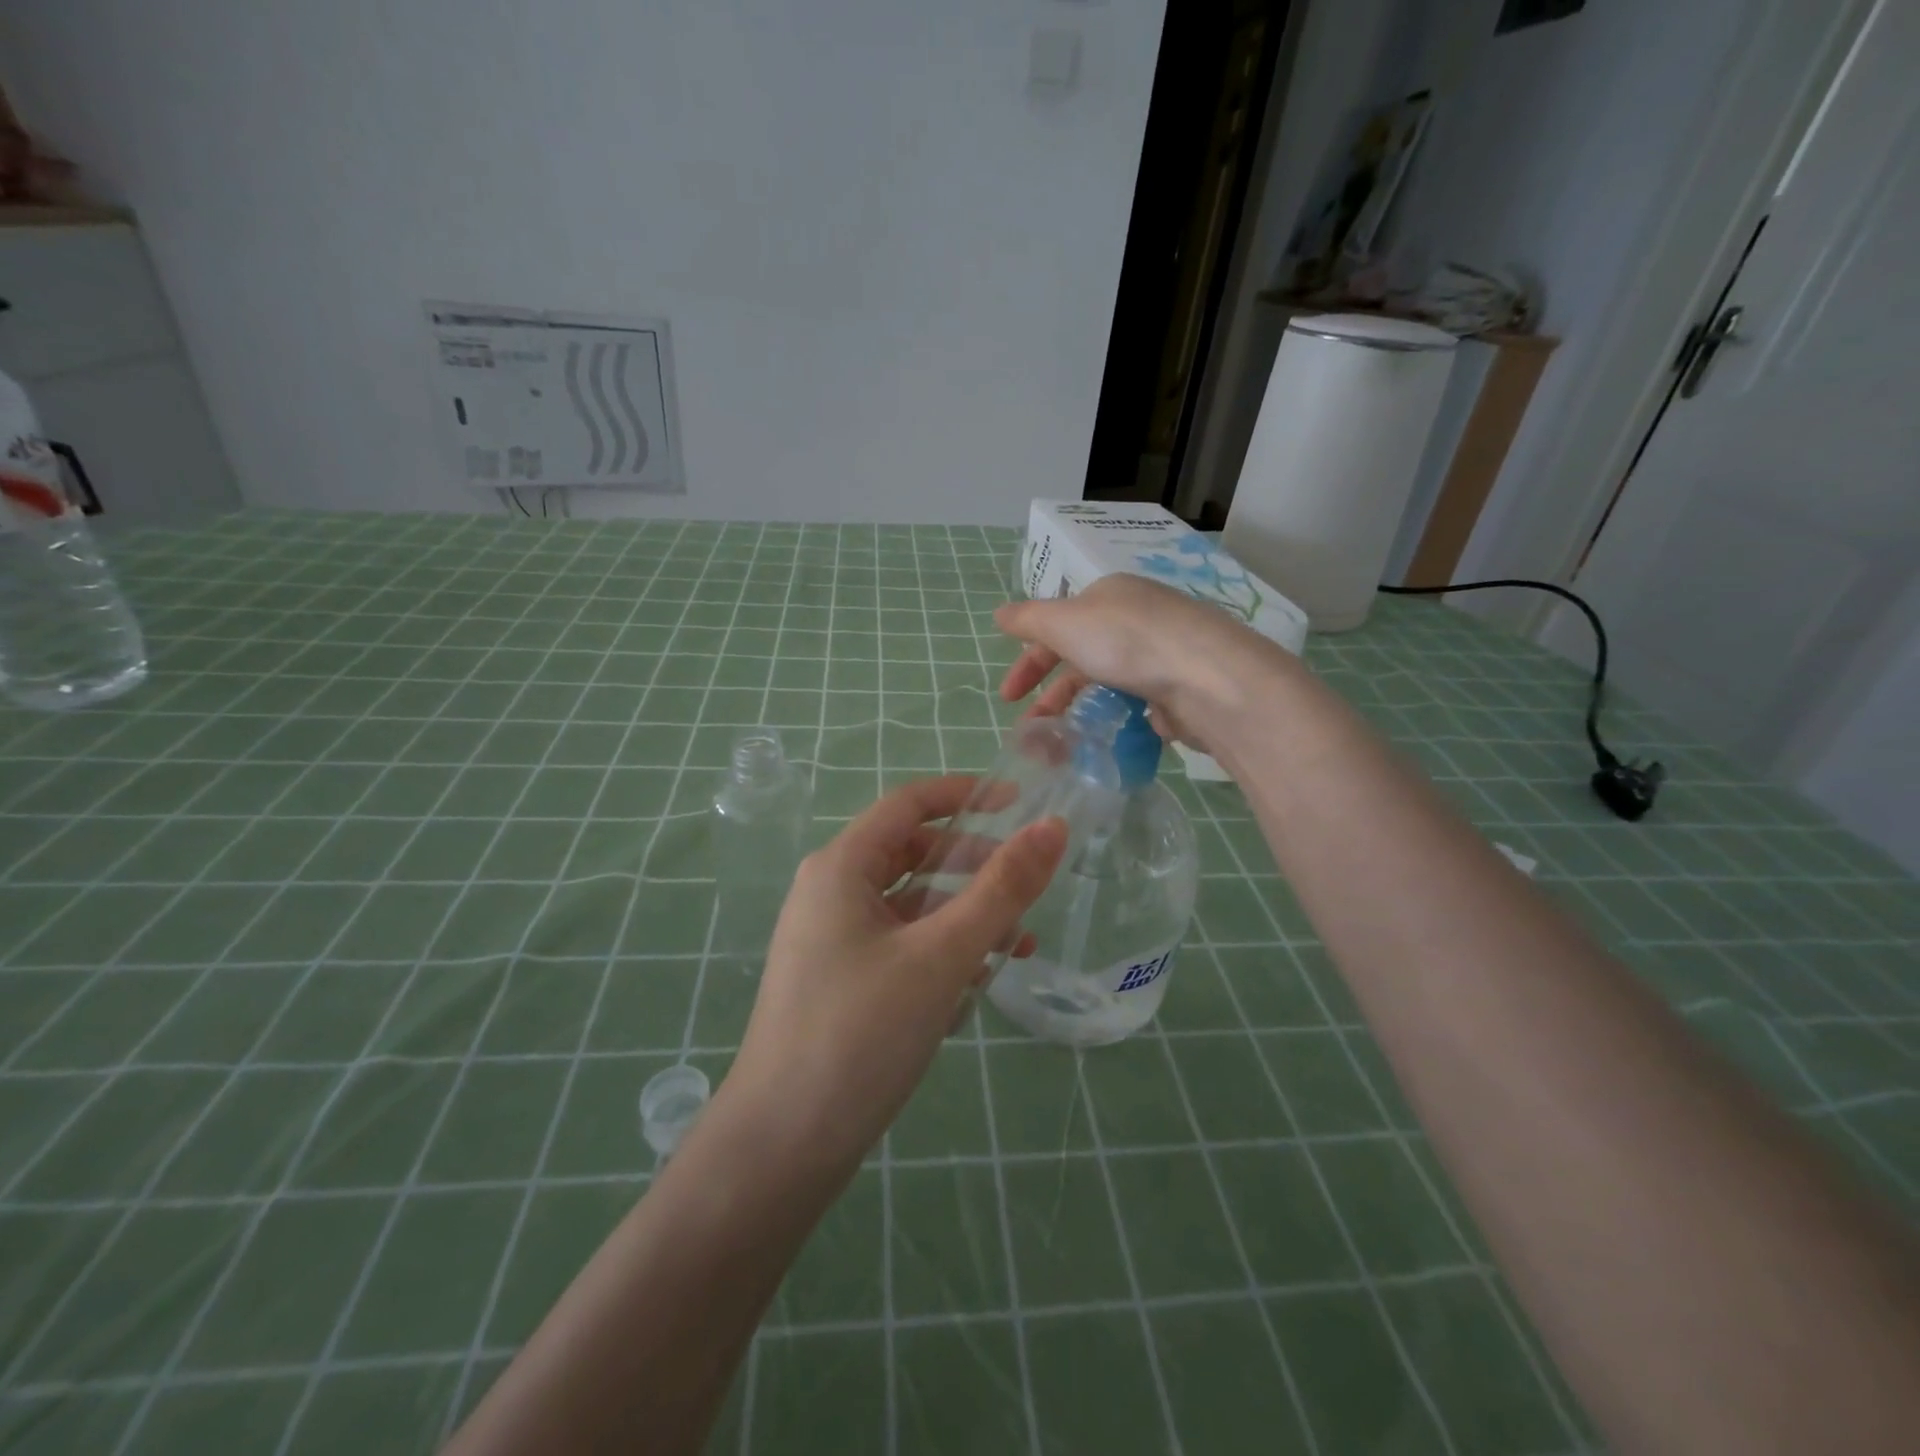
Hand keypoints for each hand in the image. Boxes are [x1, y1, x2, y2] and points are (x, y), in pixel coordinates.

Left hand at [726, 776, 1066, 1172]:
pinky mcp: (841, 981)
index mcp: (841, 867)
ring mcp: (832, 939)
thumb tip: (1053, 827)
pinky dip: (940, 951)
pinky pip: (900, 945)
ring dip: (964, 916)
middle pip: (912, 854)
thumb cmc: (861, 1033)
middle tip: (1026, 885)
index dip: (965, 794)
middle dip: (972, 865)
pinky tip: (977, 984)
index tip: (1019, 803)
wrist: (783, 1145)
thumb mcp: (942, 954)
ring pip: (911, 905)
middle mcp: (831, 892)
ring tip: (1018, 944)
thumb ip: (1002, 889)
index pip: (908, 804)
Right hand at [995, 574, 1283, 742]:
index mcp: (1109, 598)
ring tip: (1061, 748)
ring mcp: (1161, 657)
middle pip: (1081, 659)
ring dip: (1078, 715)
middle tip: (1031, 730)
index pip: (1057, 626)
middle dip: (1051, 695)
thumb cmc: (1127, 642)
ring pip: (1108, 687)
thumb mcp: (1065, 622)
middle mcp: (1137, 621)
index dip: (1028, 661)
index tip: (1008, 698)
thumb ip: (1029, 620)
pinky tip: (1104, 744)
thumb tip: (999, 614)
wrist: (1207, 679)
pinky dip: (1115, 725)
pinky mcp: (1180, 692)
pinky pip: (1137, 709)